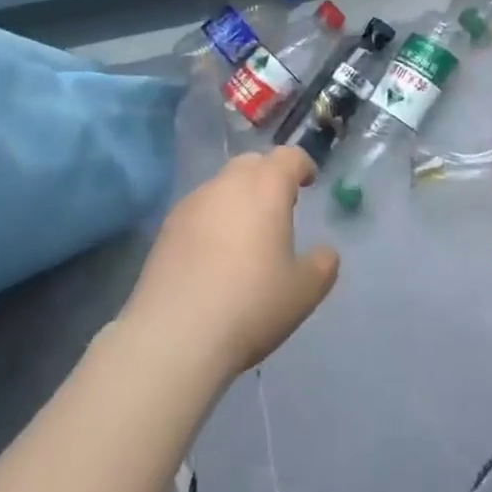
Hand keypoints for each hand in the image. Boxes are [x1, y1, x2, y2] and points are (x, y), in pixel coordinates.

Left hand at [121, 146, 339, 383]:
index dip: (302, 166)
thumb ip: (322, 264)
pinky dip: (211, 220)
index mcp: (267, 187)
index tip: (309, 183)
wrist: (174, 335)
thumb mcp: (303, 292)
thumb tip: (325, 252)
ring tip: (244, 235)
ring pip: (222, 185)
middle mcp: (228, 183)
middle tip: (278, 207)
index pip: (289, 157)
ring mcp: (193, 202)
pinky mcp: (166, 227)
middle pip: (252, 163)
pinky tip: (212, 256)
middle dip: (268, 177)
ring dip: (237, 198)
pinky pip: (198, 210)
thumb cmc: (250, 304)